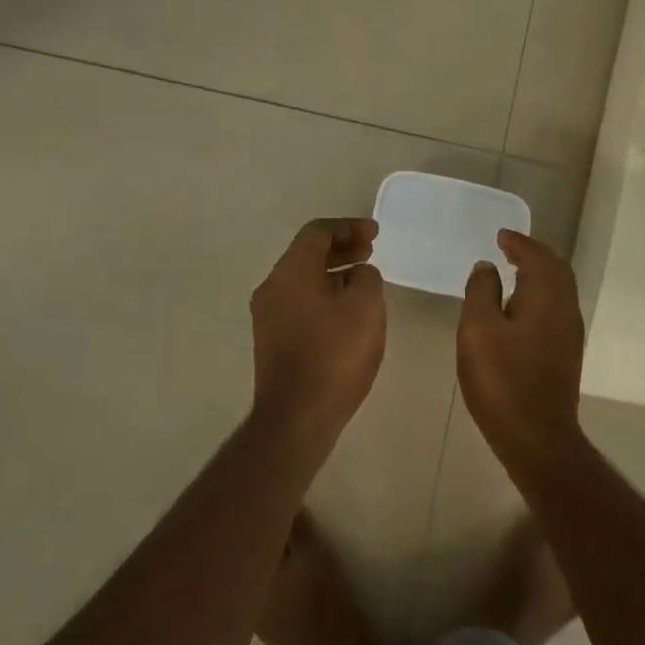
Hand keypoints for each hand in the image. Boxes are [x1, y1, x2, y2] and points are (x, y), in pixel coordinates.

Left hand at [250, 218, 386, 445]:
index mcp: (290, 272)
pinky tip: (346, 314)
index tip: (376, 235)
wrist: (297, 416)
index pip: (317, 233)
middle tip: (371, 253)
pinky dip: (324, 297)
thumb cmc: (335, 355)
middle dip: (341, 249)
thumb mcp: (366, 309)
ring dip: (333, 274)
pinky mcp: (272, 342)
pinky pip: (299, 304)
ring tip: (364, 282)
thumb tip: (358, 275)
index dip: (349, 227)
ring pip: (302, 281)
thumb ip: (367, 279)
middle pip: (306, 255)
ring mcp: (268, 317)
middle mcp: (272, 288)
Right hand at [458, 230, 585, 464]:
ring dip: (538, 276)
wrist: (536, 435)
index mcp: (547, 297)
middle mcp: (566, 309)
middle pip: (556, 270)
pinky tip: (518, 310)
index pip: (538, 256)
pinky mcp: (565, 354)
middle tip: (509, 250)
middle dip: (534, 255)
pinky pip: (555, 310)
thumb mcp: (478, 330)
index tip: (501, 236)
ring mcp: (569, 334)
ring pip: (559, 291)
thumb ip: (481, 292)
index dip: (519, 243)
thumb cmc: (502, 380)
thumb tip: (487, 267)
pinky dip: (539, 297)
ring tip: (512, 274)